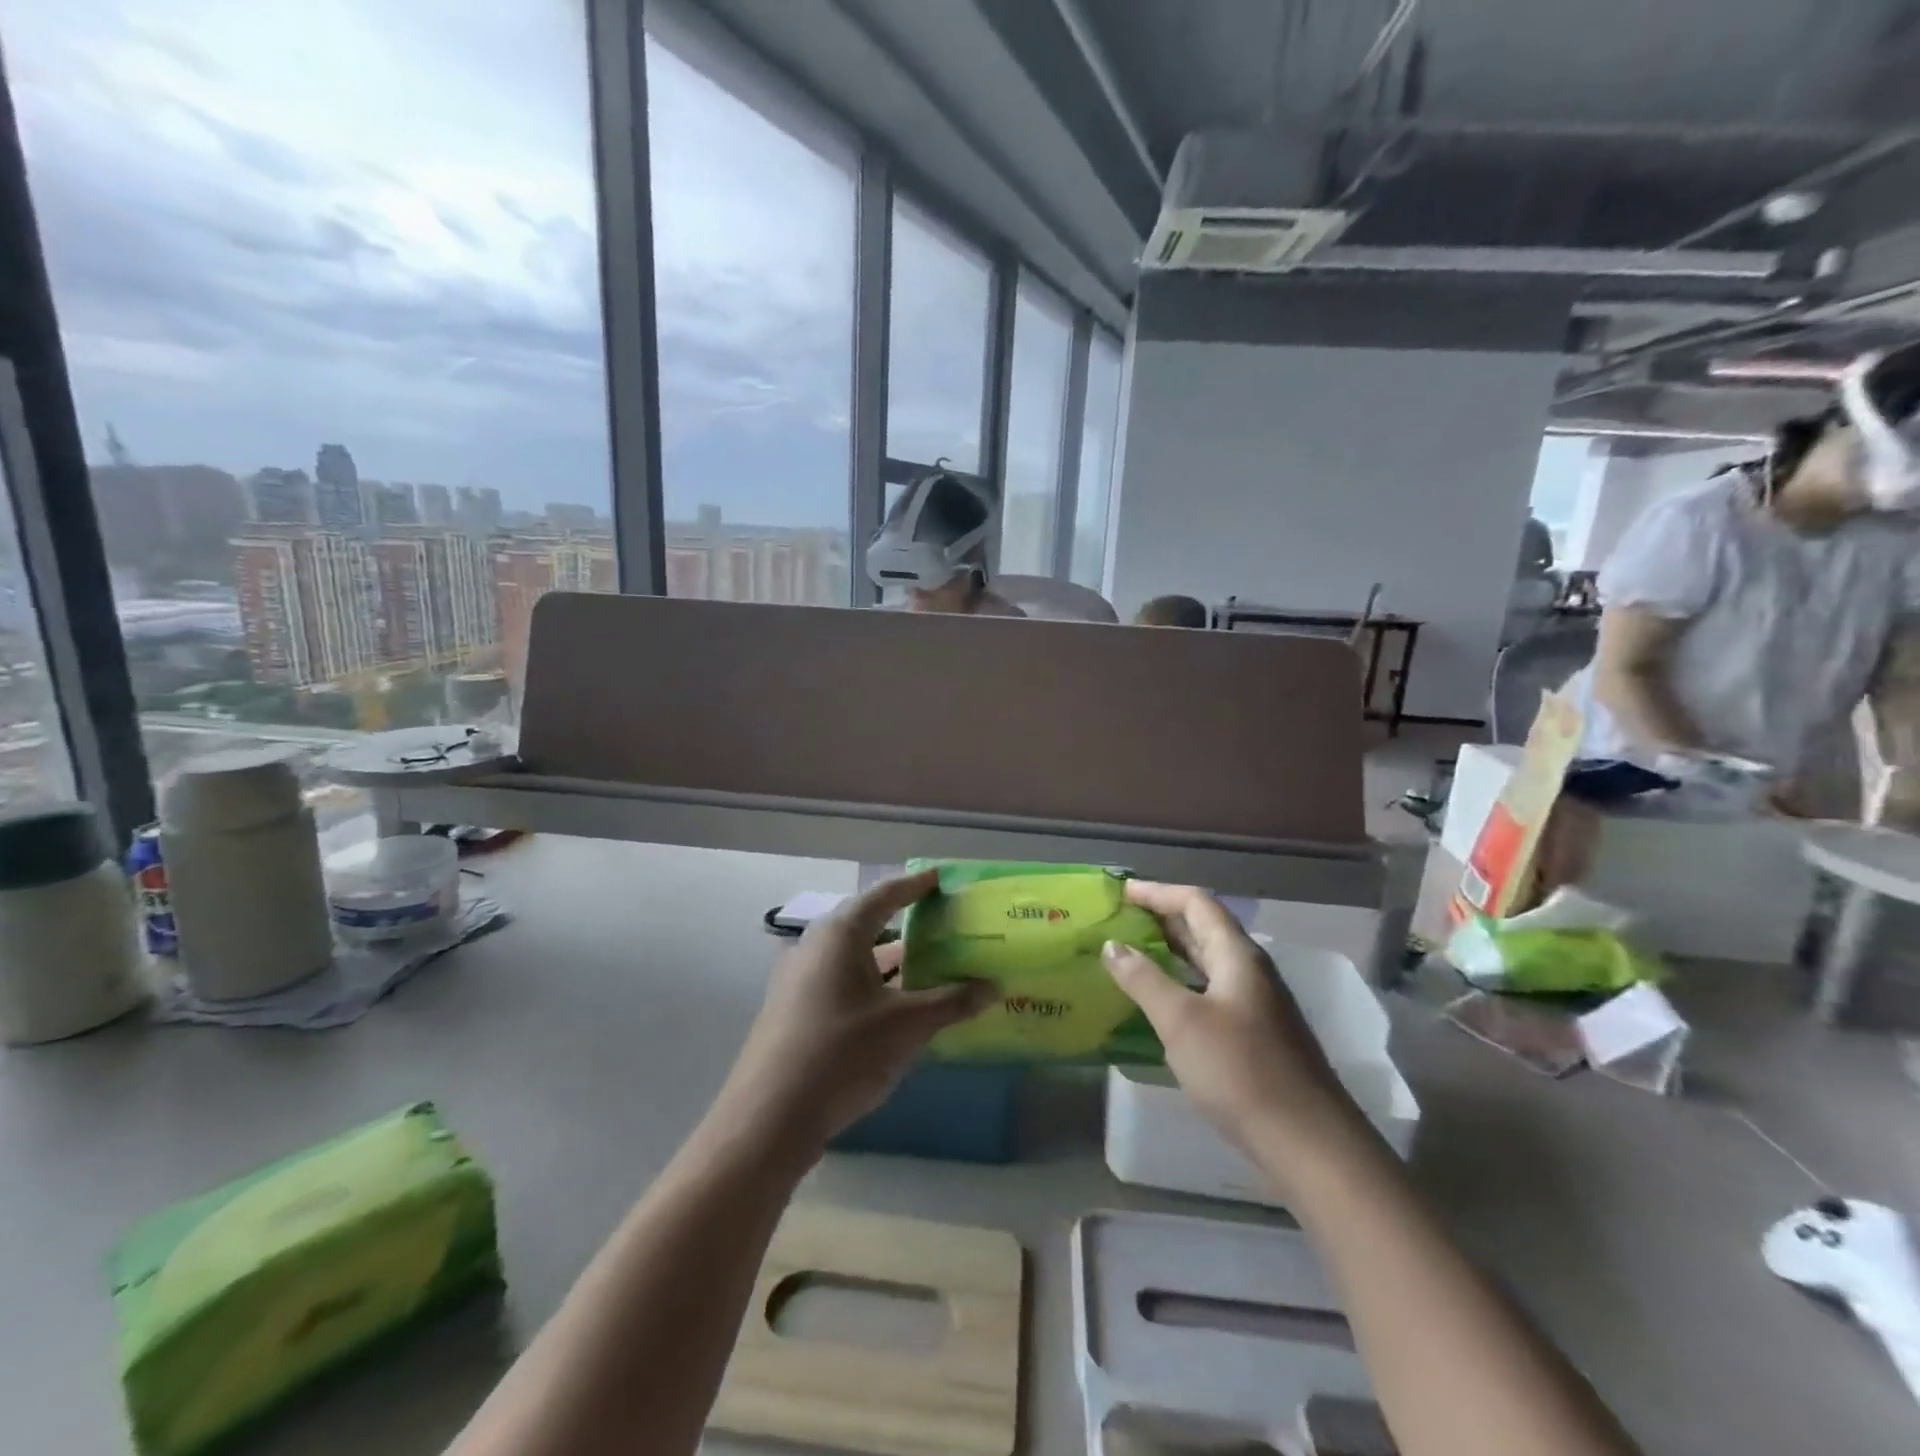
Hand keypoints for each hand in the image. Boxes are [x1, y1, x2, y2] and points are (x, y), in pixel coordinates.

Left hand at [718, 870, 992, 1150]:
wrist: (770, 1117)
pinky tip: (898, 1005)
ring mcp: (800, 978)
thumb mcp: (906, 1026)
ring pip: (855, 956)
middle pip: (868, 923)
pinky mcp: (794, 1008)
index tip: (942, 878)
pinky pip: (842, 981)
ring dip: (891, 960)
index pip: (885, 895)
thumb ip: (952, 1002)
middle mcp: (816, 945)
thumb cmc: (843, 1054)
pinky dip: (873, 983)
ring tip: (931, 964)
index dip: (916, 885)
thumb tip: (994, 987)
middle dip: (907, 923)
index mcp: (840, 934)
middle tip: (944, 923)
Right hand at [1101, 881, 1353, 1157]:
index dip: (1158, 892)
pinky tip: (1160, 1003)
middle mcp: (1249, 970)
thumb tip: (1112, 945)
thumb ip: (1144, 979)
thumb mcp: (1181, 1022)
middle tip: (1120, 919)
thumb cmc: (1240, 1071)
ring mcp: (1256, 1003)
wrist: (1308, 1142)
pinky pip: (1210, 990)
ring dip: (1170, 951)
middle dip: (1161, 918)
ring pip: (1207, 961)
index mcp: (1236, 956)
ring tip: (1131, 953)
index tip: (1121, 892)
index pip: (1196, 902)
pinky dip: (1181, 983)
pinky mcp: (1255, 1034)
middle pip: (1204, 928)